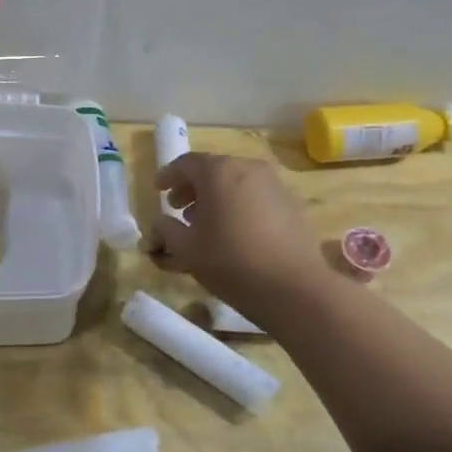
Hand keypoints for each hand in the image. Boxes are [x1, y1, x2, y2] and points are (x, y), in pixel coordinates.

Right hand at [148, 153, 331, 318]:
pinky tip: (233, 233)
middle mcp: (248, 168)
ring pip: (236, 183)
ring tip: (205, 224)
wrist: (294, 287)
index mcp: (219, 171)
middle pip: (213, 171)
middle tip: (178, 209)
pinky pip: (255, 197)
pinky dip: (238, 206)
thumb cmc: (230, 261)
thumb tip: (159, 223)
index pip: (186, 163)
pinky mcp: (291, 205)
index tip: (157, 191)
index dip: (168, 176)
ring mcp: (274, 185)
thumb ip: (165, 230)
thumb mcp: (186, 249)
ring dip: (216, 198)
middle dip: (192, 188)